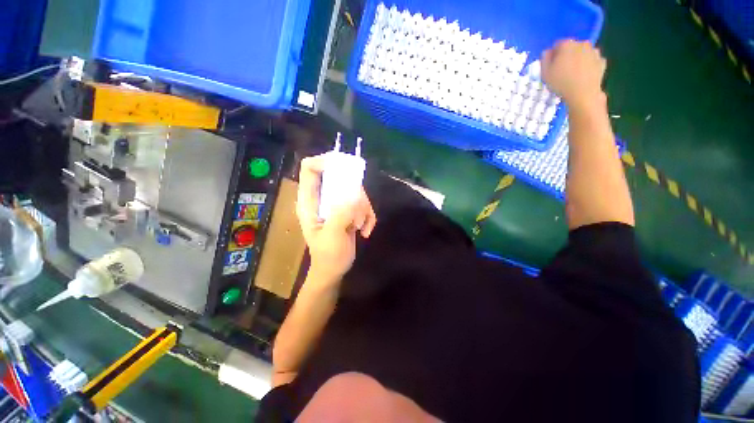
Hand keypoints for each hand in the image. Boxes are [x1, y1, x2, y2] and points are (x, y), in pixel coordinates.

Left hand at [296, 155, 376, 282]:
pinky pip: (363, 204)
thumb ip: (340, 214)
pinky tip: (365, 231)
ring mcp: (337, 204)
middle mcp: (322, 198)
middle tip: (358, 212)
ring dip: (363, 209)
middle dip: (354, 193)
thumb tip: (353, 194)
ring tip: (359, 227)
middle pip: (340, 178)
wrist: (335, 270)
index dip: (324, 161)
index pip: (310, 168)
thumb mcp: (333, 236)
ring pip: (356, 192)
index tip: (344, 169)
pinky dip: (368, 216)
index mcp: (309, 201)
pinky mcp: (349, 210)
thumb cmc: (328, 256)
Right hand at [541, 40, 606, 109]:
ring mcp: (594, 52)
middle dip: (567, 55)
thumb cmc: (561, 83)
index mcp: (566, 44)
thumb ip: (545, 59)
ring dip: (578, 59)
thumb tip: (547, 52)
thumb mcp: (545, 73)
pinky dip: (588, 66)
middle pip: (572, 47)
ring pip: (583, 53)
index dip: (553, 55)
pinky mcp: (601, 61)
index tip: (551, 66)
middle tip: (562, 70)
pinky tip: (583, 76)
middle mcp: (582, 44)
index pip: (557, 45)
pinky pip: (592, 61)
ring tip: (573, 74)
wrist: (583, 94)